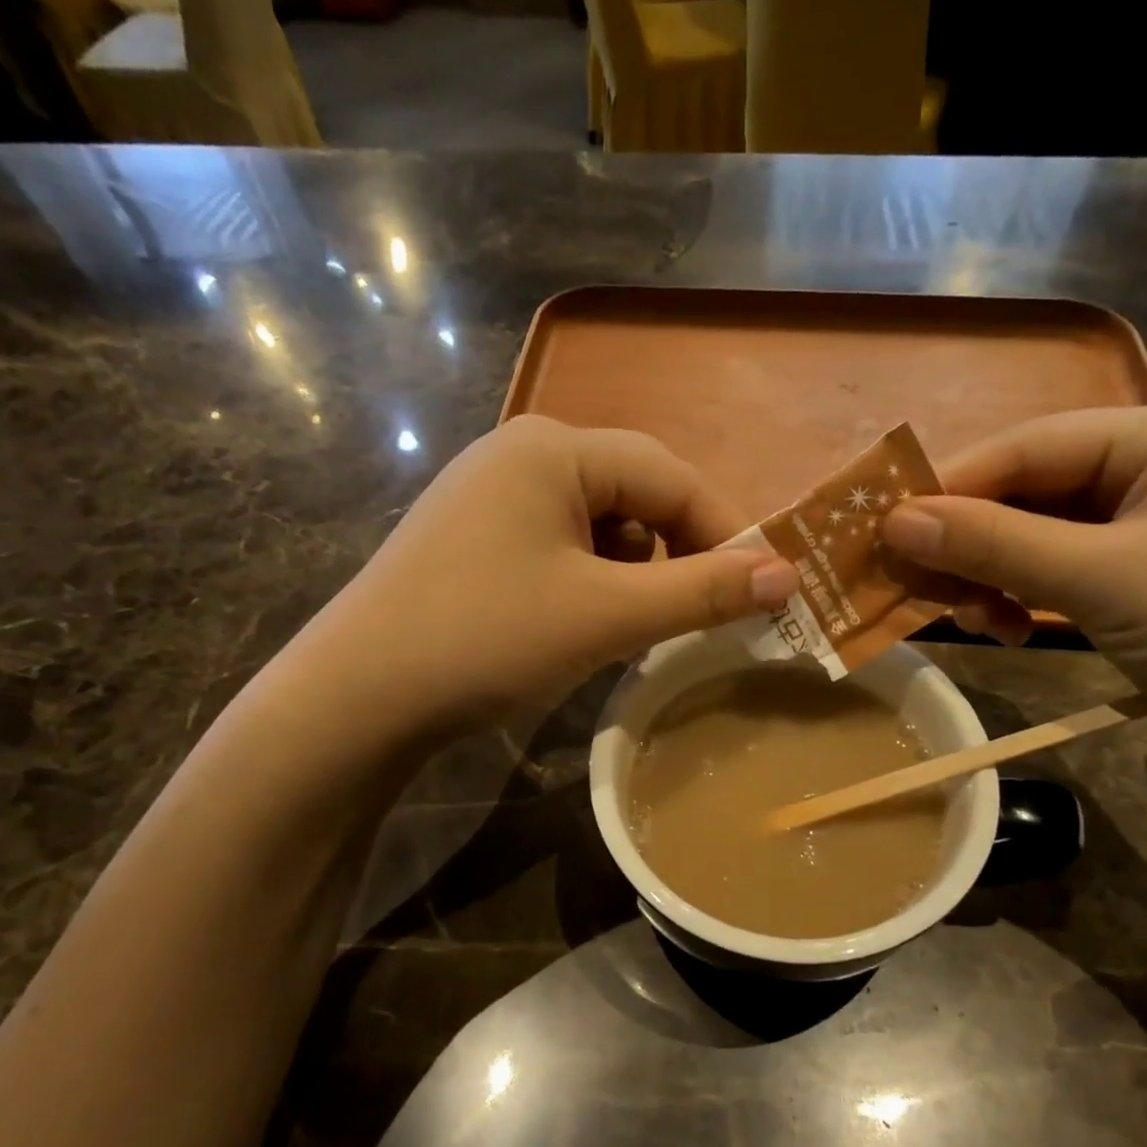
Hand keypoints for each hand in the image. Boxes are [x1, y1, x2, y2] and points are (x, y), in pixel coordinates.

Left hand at [274, 416, 796, 735]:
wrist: (357, 697)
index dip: (723, 533)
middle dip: (675, 554)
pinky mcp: (472, 539)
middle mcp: (521, 454)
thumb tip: (789, 575)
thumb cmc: (487, 639)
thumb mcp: (605, 616)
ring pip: (598, 525)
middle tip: (698, 615)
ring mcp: (489, 496)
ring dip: (632, 573)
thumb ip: (701, 593)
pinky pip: (558, 547)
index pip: (671, 476)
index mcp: (554, 449)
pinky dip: (589, 582)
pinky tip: (578, 624)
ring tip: (631, 627)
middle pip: (634, 494)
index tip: (759, 592)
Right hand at [880, 396, 1146, 758]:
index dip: (951, 486)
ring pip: (1041, 538)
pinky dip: (1025, 598)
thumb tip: (895, 521)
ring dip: (994, 576)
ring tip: (968, 619)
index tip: (883, 528)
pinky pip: (1065, 573)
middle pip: (1032, 492)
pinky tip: (1006, 629)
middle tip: (913, 583)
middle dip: (971, 541)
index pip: (1030, 446)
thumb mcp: (1103, 579)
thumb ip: (994, 544)